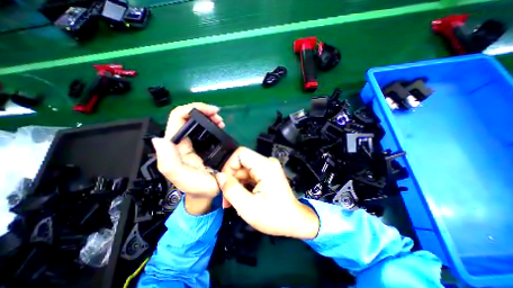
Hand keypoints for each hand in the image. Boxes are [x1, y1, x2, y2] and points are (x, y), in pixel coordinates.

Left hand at [151, 102, 224, 212]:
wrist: (207, 194)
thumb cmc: (197, 187)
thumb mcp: (183, 178)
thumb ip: (169, 163)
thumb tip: (159, 140)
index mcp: (175, 146)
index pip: (177, 119)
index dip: (192, 109)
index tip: (210, 110)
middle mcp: (182, 141)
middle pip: (187, 117)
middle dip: (203, 112)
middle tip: (218, 117)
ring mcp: (193, 142)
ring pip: (197, 121)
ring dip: (209, 117)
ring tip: (220, 121)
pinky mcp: (202, 145)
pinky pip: (205, 129)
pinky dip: (212, 124)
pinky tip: (220, 126)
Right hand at [215, 147, 319, 239]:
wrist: (294, 221)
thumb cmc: (274, 216)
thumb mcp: (247, 207)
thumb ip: (231, 189)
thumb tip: (219, 176)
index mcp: (265, 166)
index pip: (241, 153)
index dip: (229, 165)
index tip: (224, 182)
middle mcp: (267, 163)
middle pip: (242, 163)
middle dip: (231, 179)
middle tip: (226, 198)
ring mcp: (268, 168)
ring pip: (244, 170)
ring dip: (236, 184)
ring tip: (232, 202)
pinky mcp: (267, 174)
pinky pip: (249, 175)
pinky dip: (243, 185)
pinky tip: (241, 198)